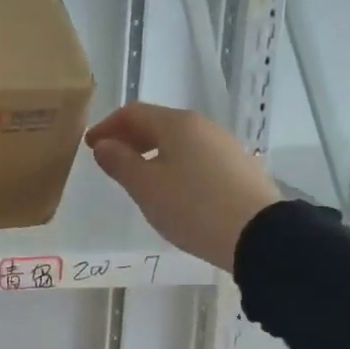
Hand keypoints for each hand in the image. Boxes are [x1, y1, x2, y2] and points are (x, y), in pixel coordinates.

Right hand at [85, 102, 281, 271]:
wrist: (259, 235)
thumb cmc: (192, 206)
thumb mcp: (145, 186)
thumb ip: (119, 162)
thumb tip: (104, 145)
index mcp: (176, 124)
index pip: (132, 113)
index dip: (107, 126)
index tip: (90, 146)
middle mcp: (202, 127)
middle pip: (157, 124)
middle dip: (129, 138)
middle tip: (110, 160)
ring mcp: (224, 147)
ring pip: (178, 142)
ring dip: (151, 153)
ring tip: (138, 178)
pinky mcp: (238, 169)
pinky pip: (196, 158)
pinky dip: (174, 165)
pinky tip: (171, 190)